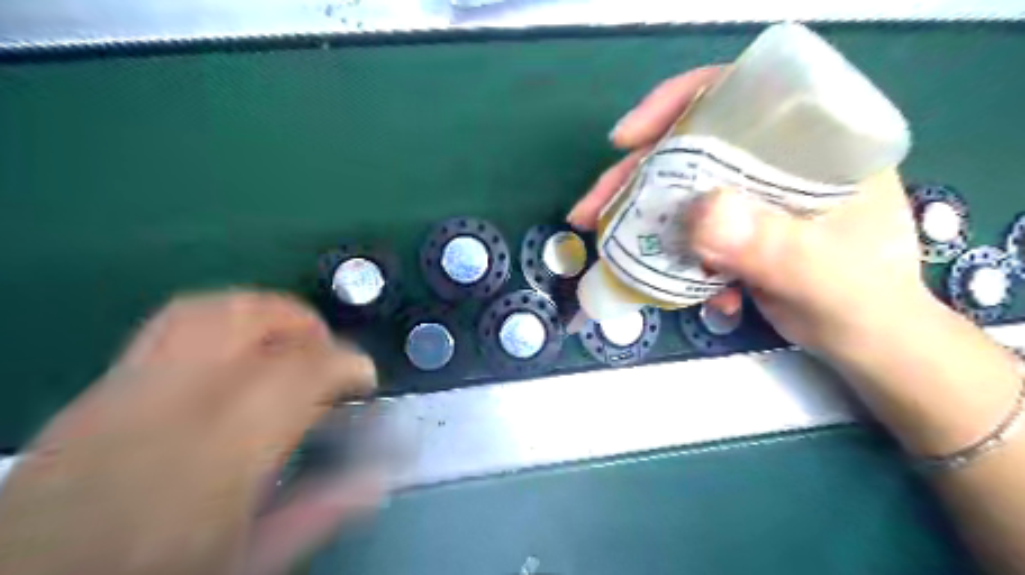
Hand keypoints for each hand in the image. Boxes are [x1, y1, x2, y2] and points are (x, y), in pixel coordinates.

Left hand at [1, 293, 380, 574]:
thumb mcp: (246, 559)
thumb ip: (316, 512)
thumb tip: (375, 480)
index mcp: (222, 449)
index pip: (302, 369)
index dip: (347, 362)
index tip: (364, 377)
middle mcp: (172, 403)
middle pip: (248, 318)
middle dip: (302, 322)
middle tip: (326, 349)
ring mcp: (123, 391)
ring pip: (203, 311)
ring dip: (259, 314)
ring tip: (284, 342)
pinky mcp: (92, 394)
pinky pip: (165, 330)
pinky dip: (216, 327)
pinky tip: (229, 362)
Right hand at [572, 68, 935, 361]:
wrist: (863, 340)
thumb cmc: (861, 301)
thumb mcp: (825, 276)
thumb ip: (773, 246)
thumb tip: (699, 214)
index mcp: (813, 143)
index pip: (740, 95)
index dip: (677, 104)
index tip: (627, 138)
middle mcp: (775, 158)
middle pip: (691, 145)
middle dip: (634, 175)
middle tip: (591, 209)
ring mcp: (749, 193)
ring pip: (679, 186)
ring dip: (637, 212)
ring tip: (600, 237)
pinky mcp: (733, 225)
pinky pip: (683, 223)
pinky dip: (661, 243)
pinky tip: (653, 270)